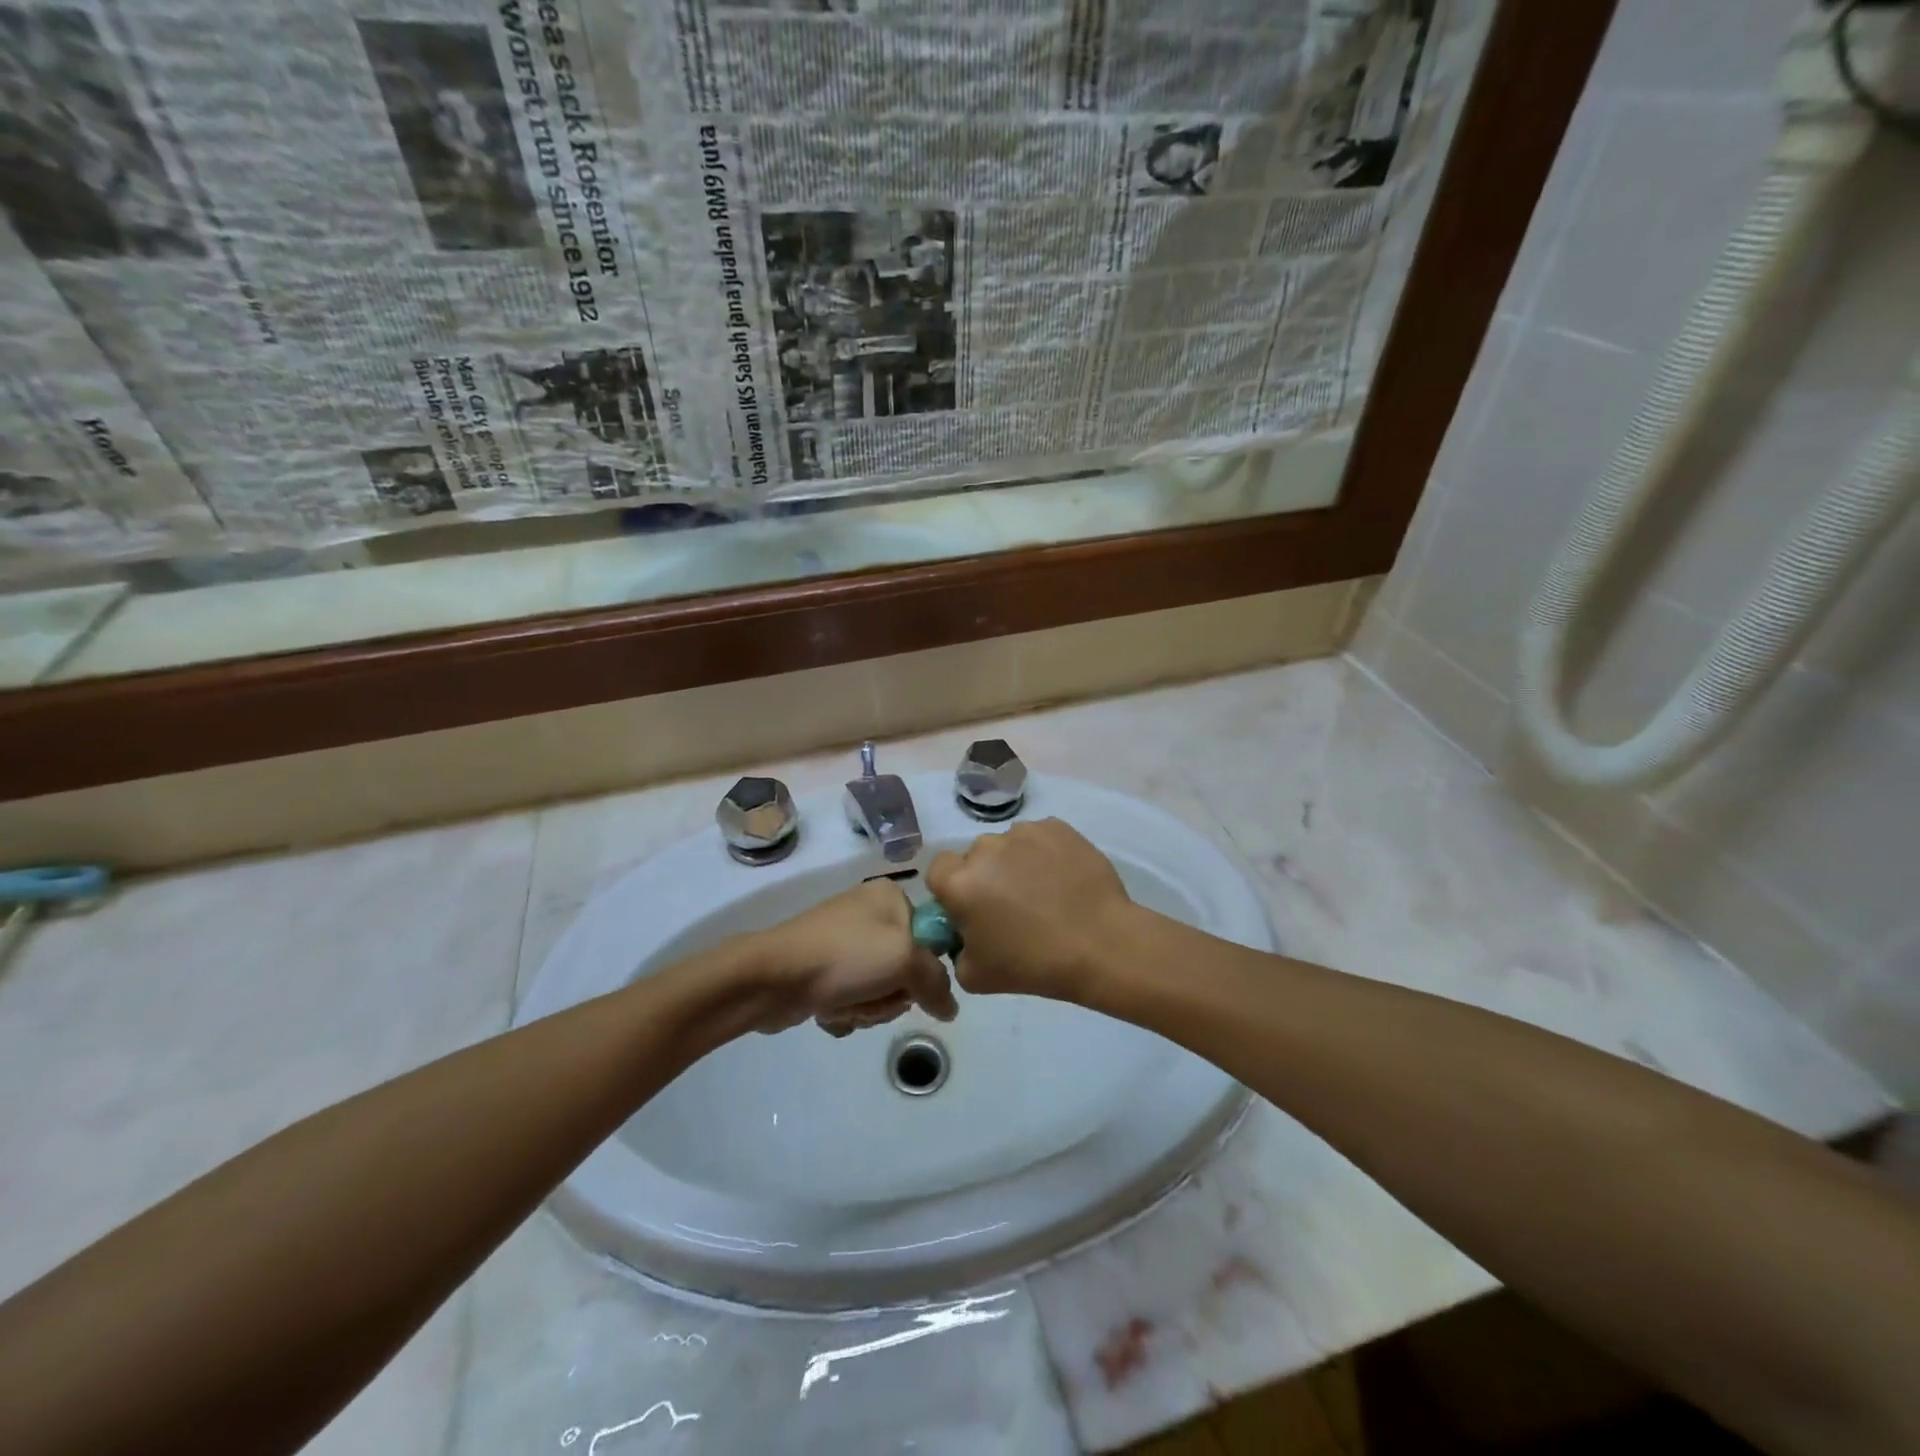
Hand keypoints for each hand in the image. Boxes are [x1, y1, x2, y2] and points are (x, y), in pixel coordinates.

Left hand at [746, 880, 956, 1035]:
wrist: (772, 976)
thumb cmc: (844, 956)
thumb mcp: (904, 960)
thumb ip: (937, 982)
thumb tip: (950, 1007)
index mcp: (890, 896)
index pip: (931, 936)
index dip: (924, 967)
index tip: (909, 981)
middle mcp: (869, 913)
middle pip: (907, 968)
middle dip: (892, 994)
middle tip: (874, 995)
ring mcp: (844, 941)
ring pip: (881, 988)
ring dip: (869, 1007)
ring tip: (847, 1004)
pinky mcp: (824, 968)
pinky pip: (855, 996)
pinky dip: (848, 1009)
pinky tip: (831, 1009)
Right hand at [926, 819, 1137, 1001]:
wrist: (1101, 944)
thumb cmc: (1034, 964)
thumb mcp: (974, 976)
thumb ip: (955, 950)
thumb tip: (963, 934)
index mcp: (959, 882)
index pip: (938, 871)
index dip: (951, 890)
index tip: (971, 910)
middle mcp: (986, 848)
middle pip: (975, 858)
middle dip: (985, 877)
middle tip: (1010, 907)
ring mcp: (1023, 833)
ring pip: (1007, 846)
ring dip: (1015, 864)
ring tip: (1043, 893)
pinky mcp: (1056, 827)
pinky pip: (1038, 838)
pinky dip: (1044, 854)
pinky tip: (1063, 880)